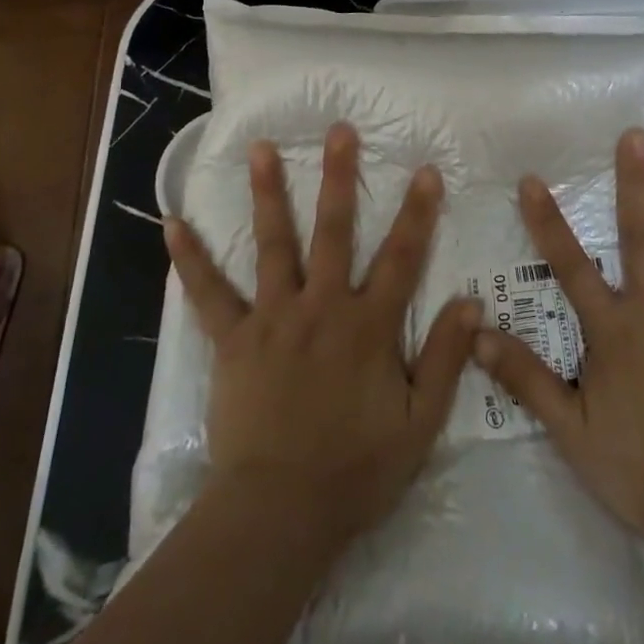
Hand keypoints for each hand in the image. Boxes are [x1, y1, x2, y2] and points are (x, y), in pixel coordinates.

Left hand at [163, 121, 479, 545]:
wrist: (280, 513)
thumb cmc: (355, 471)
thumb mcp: (419, 424)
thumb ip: (445, 360)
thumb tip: (471, 303)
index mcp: (368, 326)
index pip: (402, 257)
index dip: (417, 212)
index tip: (425, 169)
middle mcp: (322, 307)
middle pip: (334, 230)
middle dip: (339, 176)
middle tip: (338, 130)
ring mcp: (274, 318)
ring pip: (273, 244)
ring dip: (267, 193)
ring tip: (260, 148)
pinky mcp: (234, 339)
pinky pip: (209, 294)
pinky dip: (191, 260)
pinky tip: (172, 224)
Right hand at [473, 127, 643, 544]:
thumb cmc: (641, 468)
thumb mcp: (570, 430)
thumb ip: (526, 377)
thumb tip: (478, 333)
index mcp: (615, 329)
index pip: (570, 266)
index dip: (548, 223)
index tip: (533, 179)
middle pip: (642, 236)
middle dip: (635, 183)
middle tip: (636, 134)